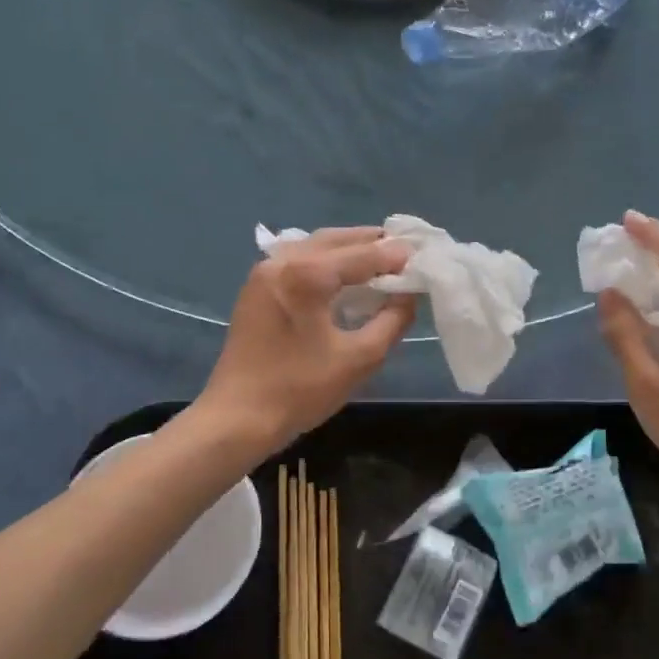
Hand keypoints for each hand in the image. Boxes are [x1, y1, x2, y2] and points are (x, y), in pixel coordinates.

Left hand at [196, 226, 416, 453]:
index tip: (421, 255)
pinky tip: (341, 275)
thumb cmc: (300, 390)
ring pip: (313, 247)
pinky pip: (297, 261)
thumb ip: (392, 321)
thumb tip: (408, 295)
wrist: (237, 418)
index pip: (362, 255)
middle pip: (335, 240)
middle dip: (370, 242)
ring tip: (377, 257)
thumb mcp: (359, 359)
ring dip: (346, 248)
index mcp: (307, 274)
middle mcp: (282, 261)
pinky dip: (324, 260)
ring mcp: (263, 273)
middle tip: (402, 249)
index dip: (394, 256)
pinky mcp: (255, 289)